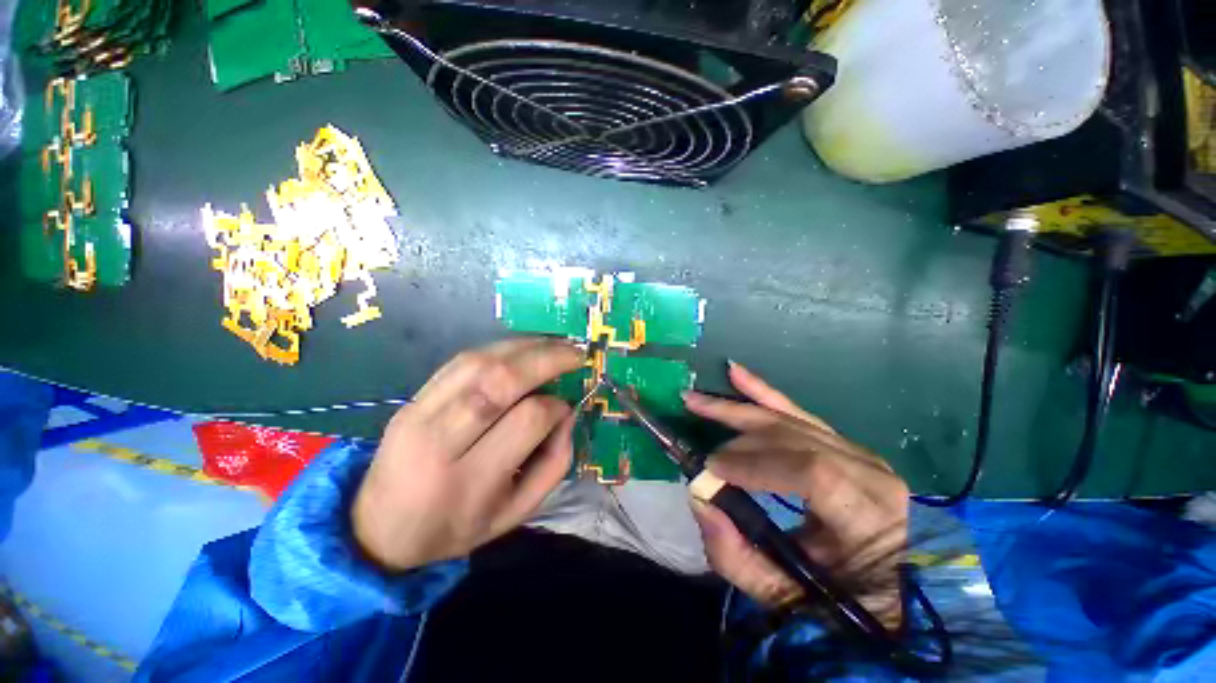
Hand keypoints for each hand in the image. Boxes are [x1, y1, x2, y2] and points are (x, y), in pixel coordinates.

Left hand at [352, 338, 583, 571]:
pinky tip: (523, 347)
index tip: (566, 406)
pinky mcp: (412, 398)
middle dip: (547, 359)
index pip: (527, 420)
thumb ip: (553, 464)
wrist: (378, 529)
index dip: (556, 406)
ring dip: (525, 346)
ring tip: (555, 344)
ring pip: (479, 362)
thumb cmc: (456, 526)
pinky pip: (460, 360)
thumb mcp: (516, 513)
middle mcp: (440, 442)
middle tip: (576, 353)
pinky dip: (498, 348)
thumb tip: (567, 413)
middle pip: (500, 382)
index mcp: (471, 482)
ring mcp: (419, 414)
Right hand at [684, 362, 908, 627]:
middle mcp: (870, 472)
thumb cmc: (841, 600)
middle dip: (738, 436)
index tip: (713, 468)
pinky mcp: (840, 442)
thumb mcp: (786, 597)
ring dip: (736, 406)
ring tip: (696, 399)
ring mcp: (856, 451)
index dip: (756, 463)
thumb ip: (736, 556)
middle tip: (699, 442)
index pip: (812, 471)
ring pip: (787, 418)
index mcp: (870, 516)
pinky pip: (795, 411)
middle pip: (793, 436)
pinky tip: (736, 373)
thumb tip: (699, 498)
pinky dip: (762, 392)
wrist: (885, 589)